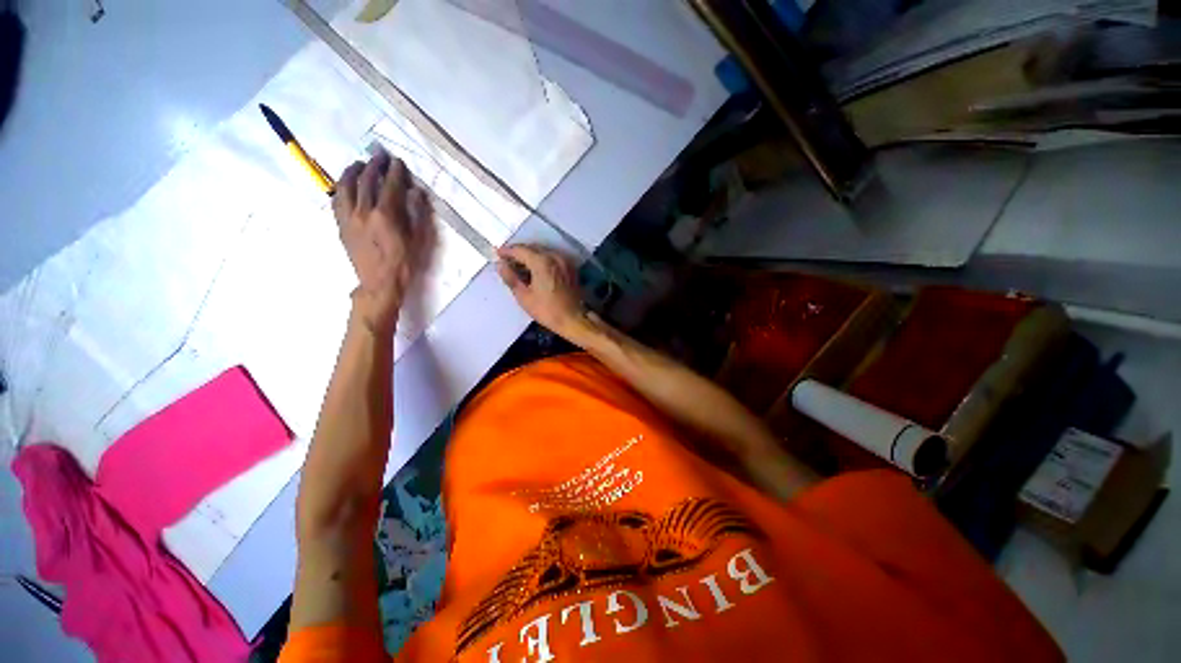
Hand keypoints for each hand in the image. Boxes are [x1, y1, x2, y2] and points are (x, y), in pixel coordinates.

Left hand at [334, 151, 435, 333]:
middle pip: (366, 181)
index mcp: (386, 215)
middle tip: (379, 155)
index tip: (397, 161)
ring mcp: (349, 218)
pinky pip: (337, 200)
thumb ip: (417, 214)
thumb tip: (415, 192)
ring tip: (358, 164)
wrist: (379, 283)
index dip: (394, 172)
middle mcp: (364, 211)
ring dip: (352, 172)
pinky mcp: (341, 225)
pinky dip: (341, 187)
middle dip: (374, 165)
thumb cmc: (404, 263)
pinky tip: (345, 184)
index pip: (390, 186)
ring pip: (346, 187)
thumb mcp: (419, 240)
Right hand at [497, 245, 588, 339]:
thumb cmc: (547, 310)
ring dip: (531, 255)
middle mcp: (555, 256)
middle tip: (507, 260)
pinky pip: (553, 258)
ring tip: (520, 265)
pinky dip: (542, 259)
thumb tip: (501, 265)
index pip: (520, 250)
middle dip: (519, 252)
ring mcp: (565, 261)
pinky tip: (536, 269)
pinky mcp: (570, 267)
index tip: (497, 254)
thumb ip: (511, 278)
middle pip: (533, 248)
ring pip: (544, 252)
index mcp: (542, 262)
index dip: (507, 251)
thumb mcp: (524, 297)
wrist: (574, 319)